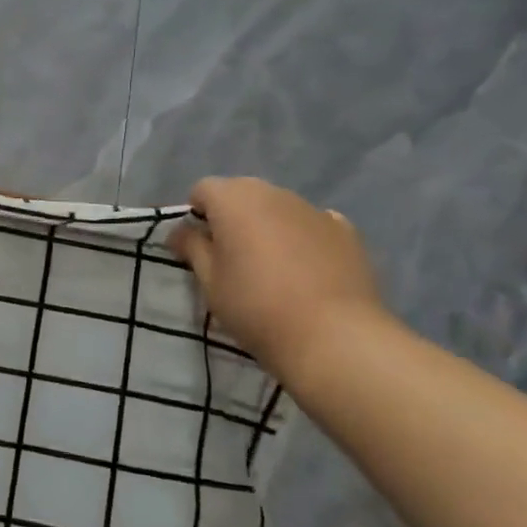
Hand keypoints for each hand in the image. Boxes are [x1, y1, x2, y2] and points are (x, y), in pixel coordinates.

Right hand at [169, 177, 388, 379]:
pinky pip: (310, 224)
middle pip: (241, 194)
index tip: (198, 248)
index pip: (203, 190)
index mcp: (234, 199)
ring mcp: (313, 209)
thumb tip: (182, 231)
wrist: (333, 336)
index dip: (196, 216)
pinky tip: (305, 270)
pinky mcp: (345, 230)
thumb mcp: (210, 282)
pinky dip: (301, 237)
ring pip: (277, 208)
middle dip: (231, 217)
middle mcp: (273, 193)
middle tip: (230, 258)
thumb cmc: (256, 306)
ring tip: (270, 268)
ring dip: (266, 226)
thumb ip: (192, 248)